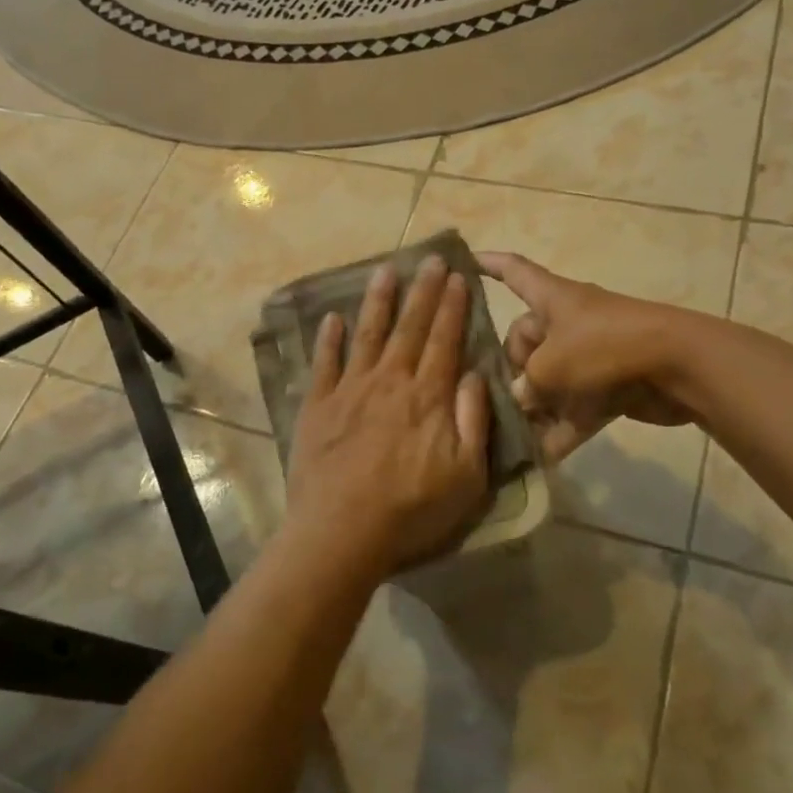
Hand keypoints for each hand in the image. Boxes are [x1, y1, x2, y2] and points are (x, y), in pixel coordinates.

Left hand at [284, 257, 491, 575]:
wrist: (341, 532)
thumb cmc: (411, 510)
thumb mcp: (465, 477)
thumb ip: (473, 421)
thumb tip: (474, 374)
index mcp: (428, 397)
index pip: (445, 341)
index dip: (452, 307)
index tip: (457, 277)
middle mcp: (390, 381)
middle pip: (410, 327)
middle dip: (423, 291)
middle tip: (430, 259)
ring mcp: (350, 390)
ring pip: (367, 334)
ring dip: (378, 301)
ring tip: (385, 270)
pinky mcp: (318, 406)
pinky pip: (324, 363)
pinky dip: (328, 338)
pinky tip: (330, 317)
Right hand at [477, 251, 695, 462]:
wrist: (677, 365)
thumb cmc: (604, 347)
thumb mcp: (551, 366)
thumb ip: (525, 385)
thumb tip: (520, 400)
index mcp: (551, 298)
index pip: (512, 271)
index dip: (487, 264)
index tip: (462, 260)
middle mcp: (566, 322)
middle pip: (524, 341)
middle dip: (512, 371)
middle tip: (503, 399)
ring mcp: (589, 355)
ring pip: (549, 380)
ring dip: (534, 407)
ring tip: (510, 435)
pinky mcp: (608, 386)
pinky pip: (574, 408)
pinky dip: (561, 429)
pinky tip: (540, 458)